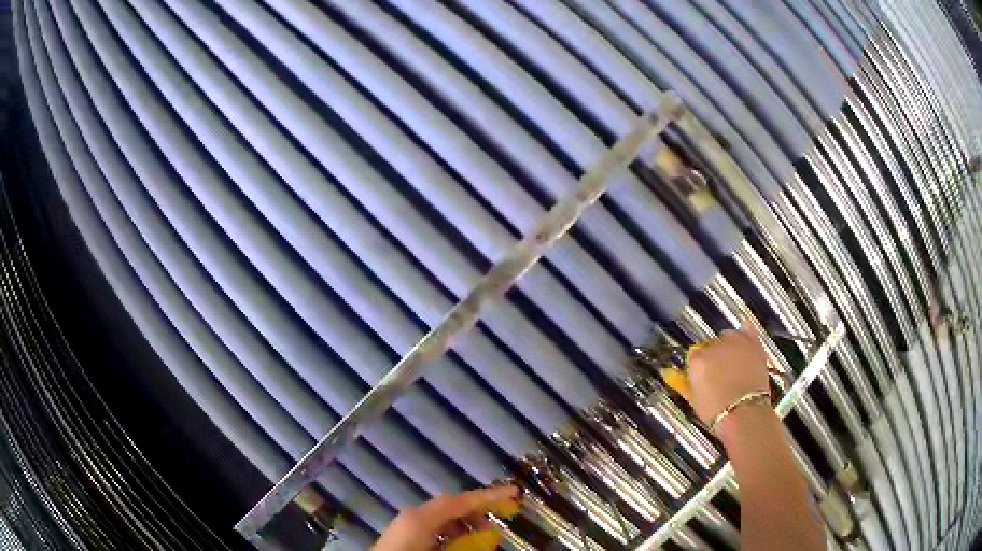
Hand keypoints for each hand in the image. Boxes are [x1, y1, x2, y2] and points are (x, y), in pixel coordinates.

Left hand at [371, 485, 519, 550]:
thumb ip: (467, 544)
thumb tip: (491, 538)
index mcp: (420, 518)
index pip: (459, 501)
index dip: (489, 495)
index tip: (513, 492)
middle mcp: (412, 516)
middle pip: (450, 507)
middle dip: (477, 514)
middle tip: (498, 526)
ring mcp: (405, 526)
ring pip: (441, 520)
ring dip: (464, 527)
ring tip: (482, 540)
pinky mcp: (403, 537)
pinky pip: (432, 531)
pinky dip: (450, 535)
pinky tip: (459, 546)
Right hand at [686, 320, 769, 426]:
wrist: (744, 413)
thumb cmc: (718, 411)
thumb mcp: (694, 400)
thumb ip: (683, 382)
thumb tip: (673, 375)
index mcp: (697, 359)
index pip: (693, 355)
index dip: (698, 366)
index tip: (703, 375)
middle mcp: (715, 345)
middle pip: (710, 344)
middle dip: (713, 357)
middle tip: (718, 373)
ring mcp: (734, 343)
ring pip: (728, 335)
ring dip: (728, 346)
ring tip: (733, 363)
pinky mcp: (752, 343)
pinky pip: (748, 328)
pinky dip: (745, 333)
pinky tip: (744, 342)